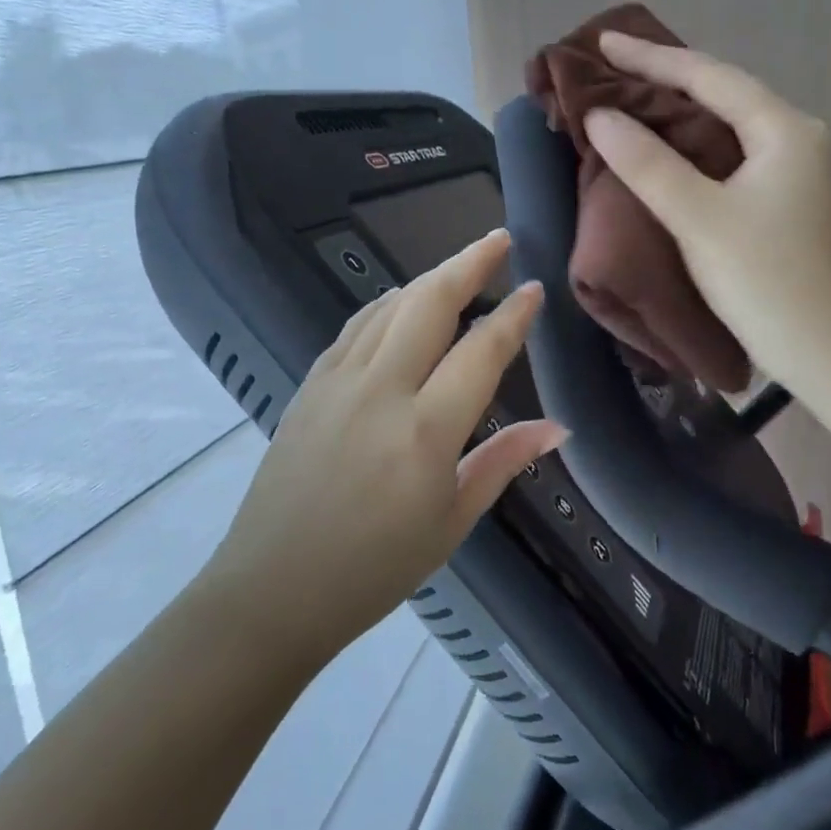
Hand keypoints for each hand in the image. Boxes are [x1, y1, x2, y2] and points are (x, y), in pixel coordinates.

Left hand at [203, 230, 564, 663]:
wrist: (272, 589)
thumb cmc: (374, 568)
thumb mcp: (452, 522)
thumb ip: (503, 460)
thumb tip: (558, 427)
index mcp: (425, 431)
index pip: (481, 351)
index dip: (513, 315)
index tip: (534, 290)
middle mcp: (381, 391)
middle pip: (429, 303)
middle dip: (468, 263)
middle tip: (499, 239)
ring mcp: (337, 382)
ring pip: (389, 306)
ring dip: (428, 278)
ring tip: (458, 267)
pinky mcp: (309, 386)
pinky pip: (355, 327)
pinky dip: (387, 305)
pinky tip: (400, 305)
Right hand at [584, 32, 830, 388]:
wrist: (830, 352)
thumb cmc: (766, 280)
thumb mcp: (699, 218)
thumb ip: (648, 163)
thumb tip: (601, 116)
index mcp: (785, 130)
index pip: (710, 77)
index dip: (652, 58)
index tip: (603, 42)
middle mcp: (798, 139)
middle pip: (724, 94)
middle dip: (667, 80)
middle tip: (612, 68)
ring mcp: (799, 172)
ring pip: (729, 127)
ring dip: (681, 114)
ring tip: (632, 100)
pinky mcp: (789, 203)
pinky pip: (734, 157)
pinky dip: (696, 148)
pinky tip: (669, 151)